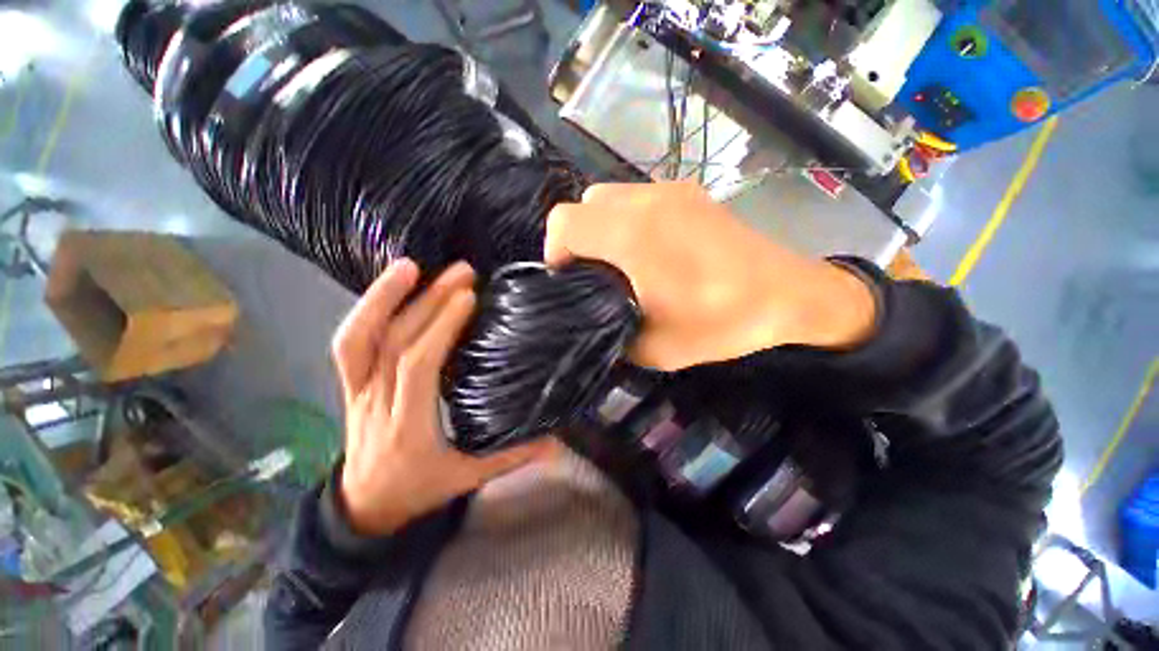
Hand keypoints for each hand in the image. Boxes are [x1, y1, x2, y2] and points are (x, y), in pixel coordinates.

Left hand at [333, 259, 555, 536]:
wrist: (365, 507)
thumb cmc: (419, 490)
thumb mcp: (467, 479)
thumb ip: (512, 457)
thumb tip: (556, 443)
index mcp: (408, 428)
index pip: (418, 368)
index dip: (440, 329)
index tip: (469, 299)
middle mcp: (376, 404)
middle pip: (395, 344)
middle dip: (429, 302)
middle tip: (462, 273)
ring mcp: (358, 392)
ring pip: (360, 340)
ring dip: (383, 298)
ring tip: (412, 266)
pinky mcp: (352, 384)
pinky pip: (350, 344)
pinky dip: (367, 311)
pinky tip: (390, 287)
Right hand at [546, 181, 876, 370]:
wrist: (789, 294)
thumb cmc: (722, 321)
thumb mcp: (656, 348)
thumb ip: (611, 333)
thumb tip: (595, 321)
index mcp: (632, 236)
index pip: (564, 222)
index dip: (555, 252)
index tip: (571, 280)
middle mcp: (645, 202)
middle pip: (584, 204)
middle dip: (578, 238)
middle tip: (595, 274)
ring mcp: (669, 191)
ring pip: (608, 196)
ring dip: (601, 226)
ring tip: (620, 262)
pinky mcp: (687, 192)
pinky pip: (636, 198)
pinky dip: (626, 220)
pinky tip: (648, 250)